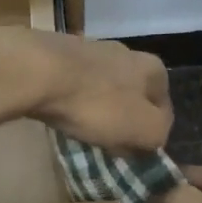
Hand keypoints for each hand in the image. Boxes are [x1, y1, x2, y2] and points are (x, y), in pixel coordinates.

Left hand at [17, 29, 170, 151]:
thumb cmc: (96, 103)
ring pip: (104, 89)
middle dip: (123, 121)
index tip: (132, 153)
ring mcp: (92, 49)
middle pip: (132, 97)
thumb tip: (154, 137)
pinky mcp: (60, 53)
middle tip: (108, 144)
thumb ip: (158, 135)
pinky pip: (75, 84)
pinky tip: (62, 112)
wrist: (37, 72)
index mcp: (153, 68)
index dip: (151, 135)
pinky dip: (72, 99)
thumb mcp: (143, 129)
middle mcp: (127, 52)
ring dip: (98, 109)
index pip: (164, 109)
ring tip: (82, 130)